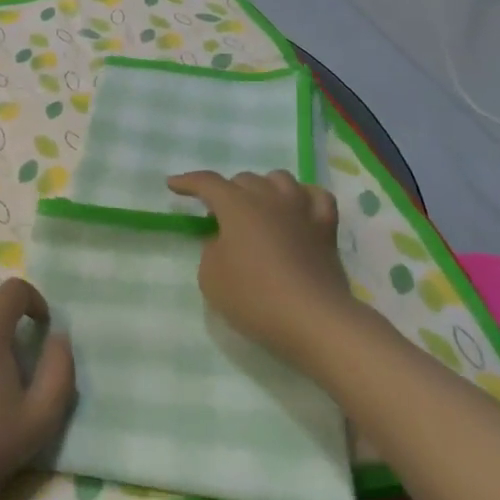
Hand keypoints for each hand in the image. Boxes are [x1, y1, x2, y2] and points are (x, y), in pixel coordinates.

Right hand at [166, 170, 352, 355]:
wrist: (313, 320)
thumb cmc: (254, 297)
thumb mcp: (211, 277)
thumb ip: (211, 250)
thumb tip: (224, 239)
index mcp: (237, 206)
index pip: (207, 183)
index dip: (188, 182)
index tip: (173, 185)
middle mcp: (269, 198)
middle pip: (244, 180)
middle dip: (227, 191)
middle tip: (218, 214)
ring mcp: (301, 210)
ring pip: (280, 179)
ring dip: (263, 187)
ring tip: (257, 206)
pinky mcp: (326, 228)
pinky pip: (316, 197)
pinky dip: (303, 196)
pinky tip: (298, 207)